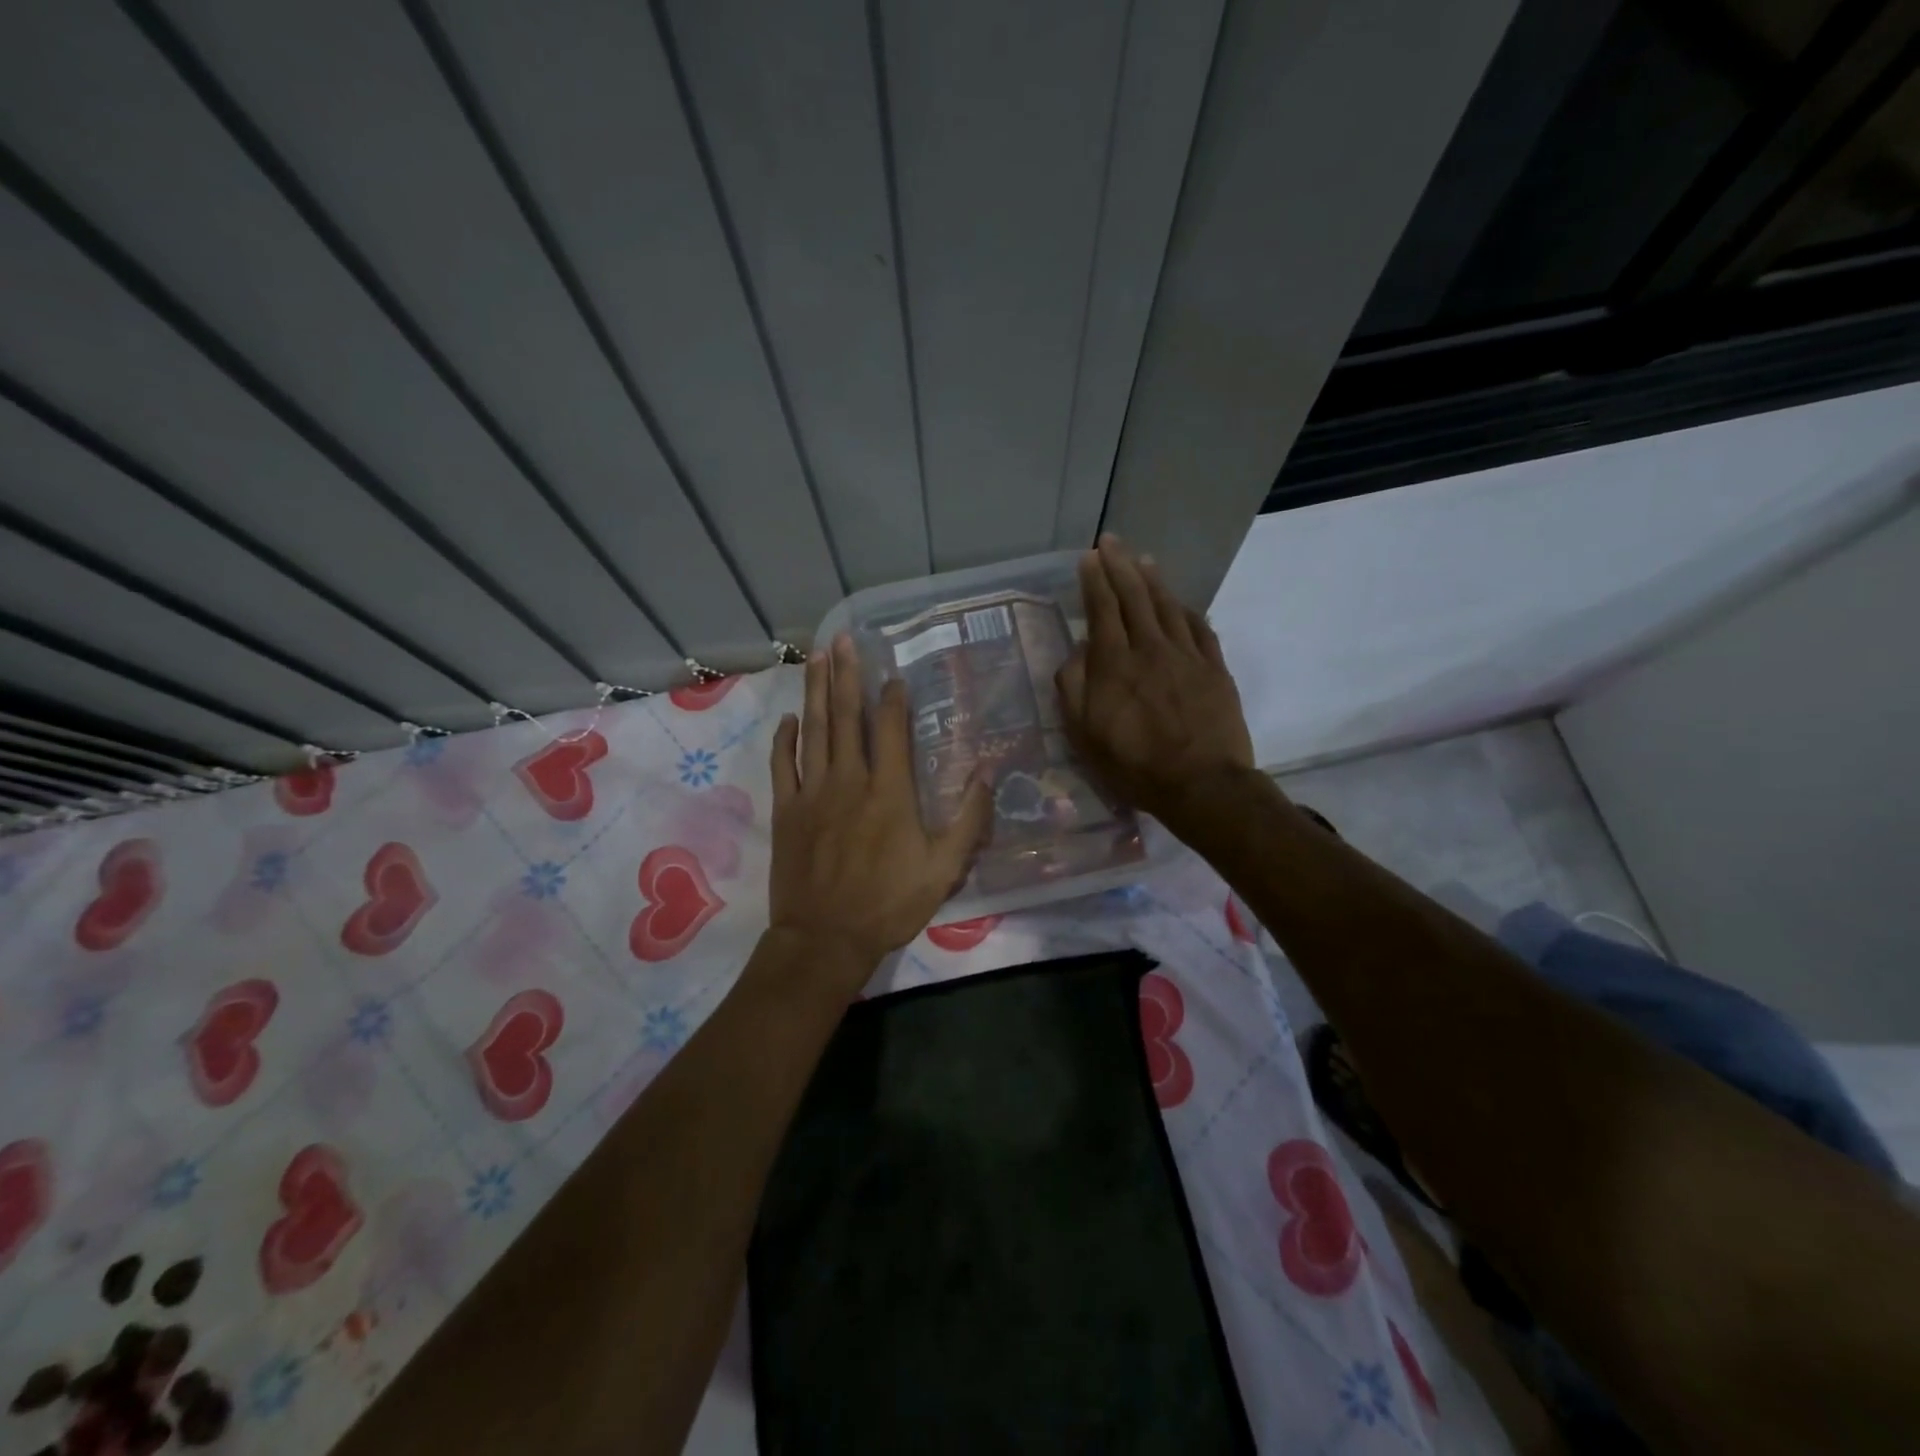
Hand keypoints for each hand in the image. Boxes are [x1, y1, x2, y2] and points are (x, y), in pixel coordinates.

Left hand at [766, 635, 992, 994]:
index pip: (891, 730)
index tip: (893, 674)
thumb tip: (986, 773)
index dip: (893, 698)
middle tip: (844, 639)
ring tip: (816, 657)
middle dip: (846, 675)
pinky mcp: (787, 811)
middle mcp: (849, 780)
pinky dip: (785, 740)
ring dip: (815, 692)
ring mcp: (812, 793)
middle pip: (846, 717)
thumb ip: (968, 820)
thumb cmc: (889, 904)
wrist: (825, 939)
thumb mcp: (944, 869)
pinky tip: (790, 719)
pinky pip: (783, 765)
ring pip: (814, 731)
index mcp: (889, 792)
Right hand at [1056, 534, 1255, 833]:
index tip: (1089, 557)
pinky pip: (1200, 629)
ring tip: (1143, 560)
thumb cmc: (1134, 765)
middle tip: (1111, 542)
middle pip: (1134, 597)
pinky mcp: (1215, 669)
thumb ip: (1074, 688)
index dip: (1095, 581)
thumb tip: (1076, 653)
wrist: (1202, 785)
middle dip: (1120, 566)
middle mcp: (1150, 649)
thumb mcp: (1084, 736)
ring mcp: (1187, 656)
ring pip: (1168, 606)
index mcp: (1115, 664)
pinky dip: (1187, 610)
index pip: (1102, 609)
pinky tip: (1181, 603)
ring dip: (1153, 580)